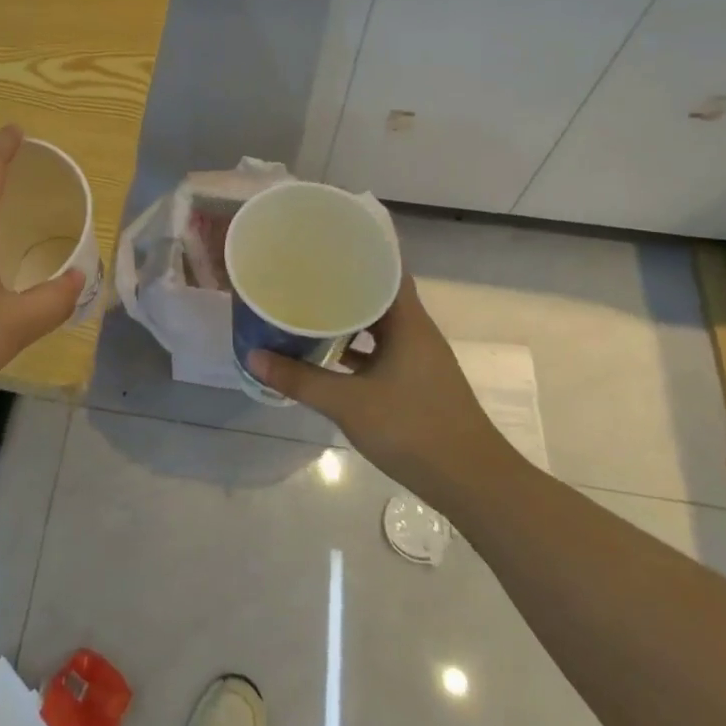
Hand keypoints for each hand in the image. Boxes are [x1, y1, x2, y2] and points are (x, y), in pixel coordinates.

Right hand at [248, 277, 511, 497]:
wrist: (471, 482)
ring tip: (308, 309)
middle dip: (343, 285)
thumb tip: (253, 356)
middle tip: (304, 275)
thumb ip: (300, 379)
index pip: (387, 268)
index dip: (359, 252)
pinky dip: (356, 350)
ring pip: (379, 326)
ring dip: (348, 319)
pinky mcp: (416, 382)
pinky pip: (381, 351)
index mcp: (409, 322)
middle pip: (378, 295)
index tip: (324, 242)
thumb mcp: (348, 403)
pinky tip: (327, 356)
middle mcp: (417, 332)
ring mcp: (418, 359)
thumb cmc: (412, 428)